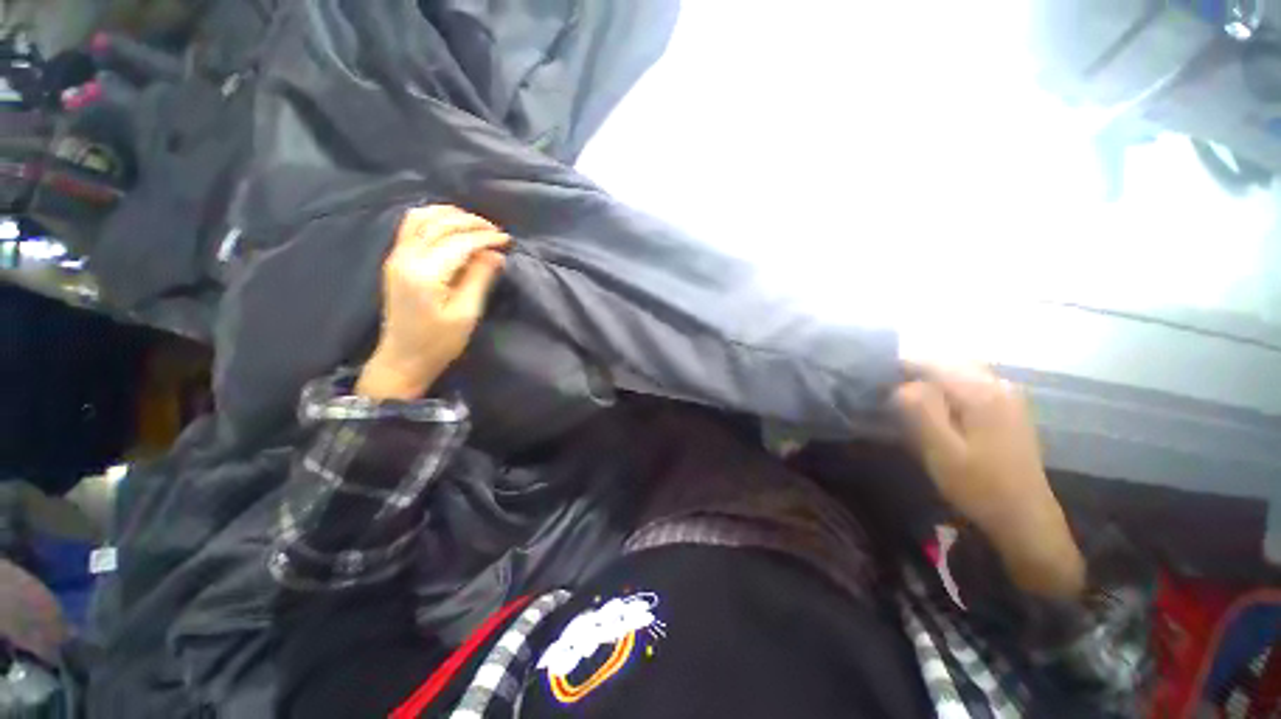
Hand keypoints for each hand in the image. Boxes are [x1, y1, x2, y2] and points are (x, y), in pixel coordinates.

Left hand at [357, 205, 509, 400]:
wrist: (403, 358)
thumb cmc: (439, 342)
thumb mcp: (466, 313)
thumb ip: (480, 279)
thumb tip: (496, 254)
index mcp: (424, 273)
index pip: (459, 242)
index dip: (485, 238)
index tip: (507, 240)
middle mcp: (406, 257)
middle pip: (439, 224)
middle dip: (471, 222)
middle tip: (496, 231)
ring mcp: (397, 256)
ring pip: (421, 217)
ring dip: (450, 215)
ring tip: (475, 224)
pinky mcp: (396, 260)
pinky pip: (411, 226)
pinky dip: (434, 219)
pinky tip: (452, 226)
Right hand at [893, 362, 1084, 597]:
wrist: (1024, 517)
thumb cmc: (979, 486)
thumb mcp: (941, 451)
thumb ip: (920, 411)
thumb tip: (901, 384)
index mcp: (980, 392)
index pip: (930, 362)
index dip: (899, 366)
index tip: (875, 380)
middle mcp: (997, 384)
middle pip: (946, 362)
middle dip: (914, 370)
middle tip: (888, 390)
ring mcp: (1006, 395)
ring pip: (958, 370)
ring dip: (929, 377)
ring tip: (905, 396)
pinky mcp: (1007, 407)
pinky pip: (970, 383)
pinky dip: (946, 386)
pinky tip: (935, 405)